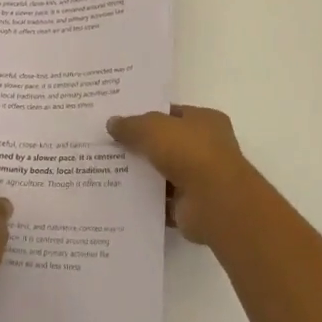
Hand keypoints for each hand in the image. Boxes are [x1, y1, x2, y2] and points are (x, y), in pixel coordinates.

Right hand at [107, 105, 267, 244]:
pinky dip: (146, 202)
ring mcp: (201, 179)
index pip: (173, 114)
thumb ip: (131, 125)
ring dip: (142, 175)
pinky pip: (162, 202)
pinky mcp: (192, 207)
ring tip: (107, 172)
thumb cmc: (190, 153)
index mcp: (205, 121)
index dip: (147, 115)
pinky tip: (120, 198)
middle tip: (108, 146)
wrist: (215, 202)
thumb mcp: (153, 128)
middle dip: (141, 146)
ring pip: (163, 174)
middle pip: (167, 144)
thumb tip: (112, 123)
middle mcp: (207, 148)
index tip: (120, 121)